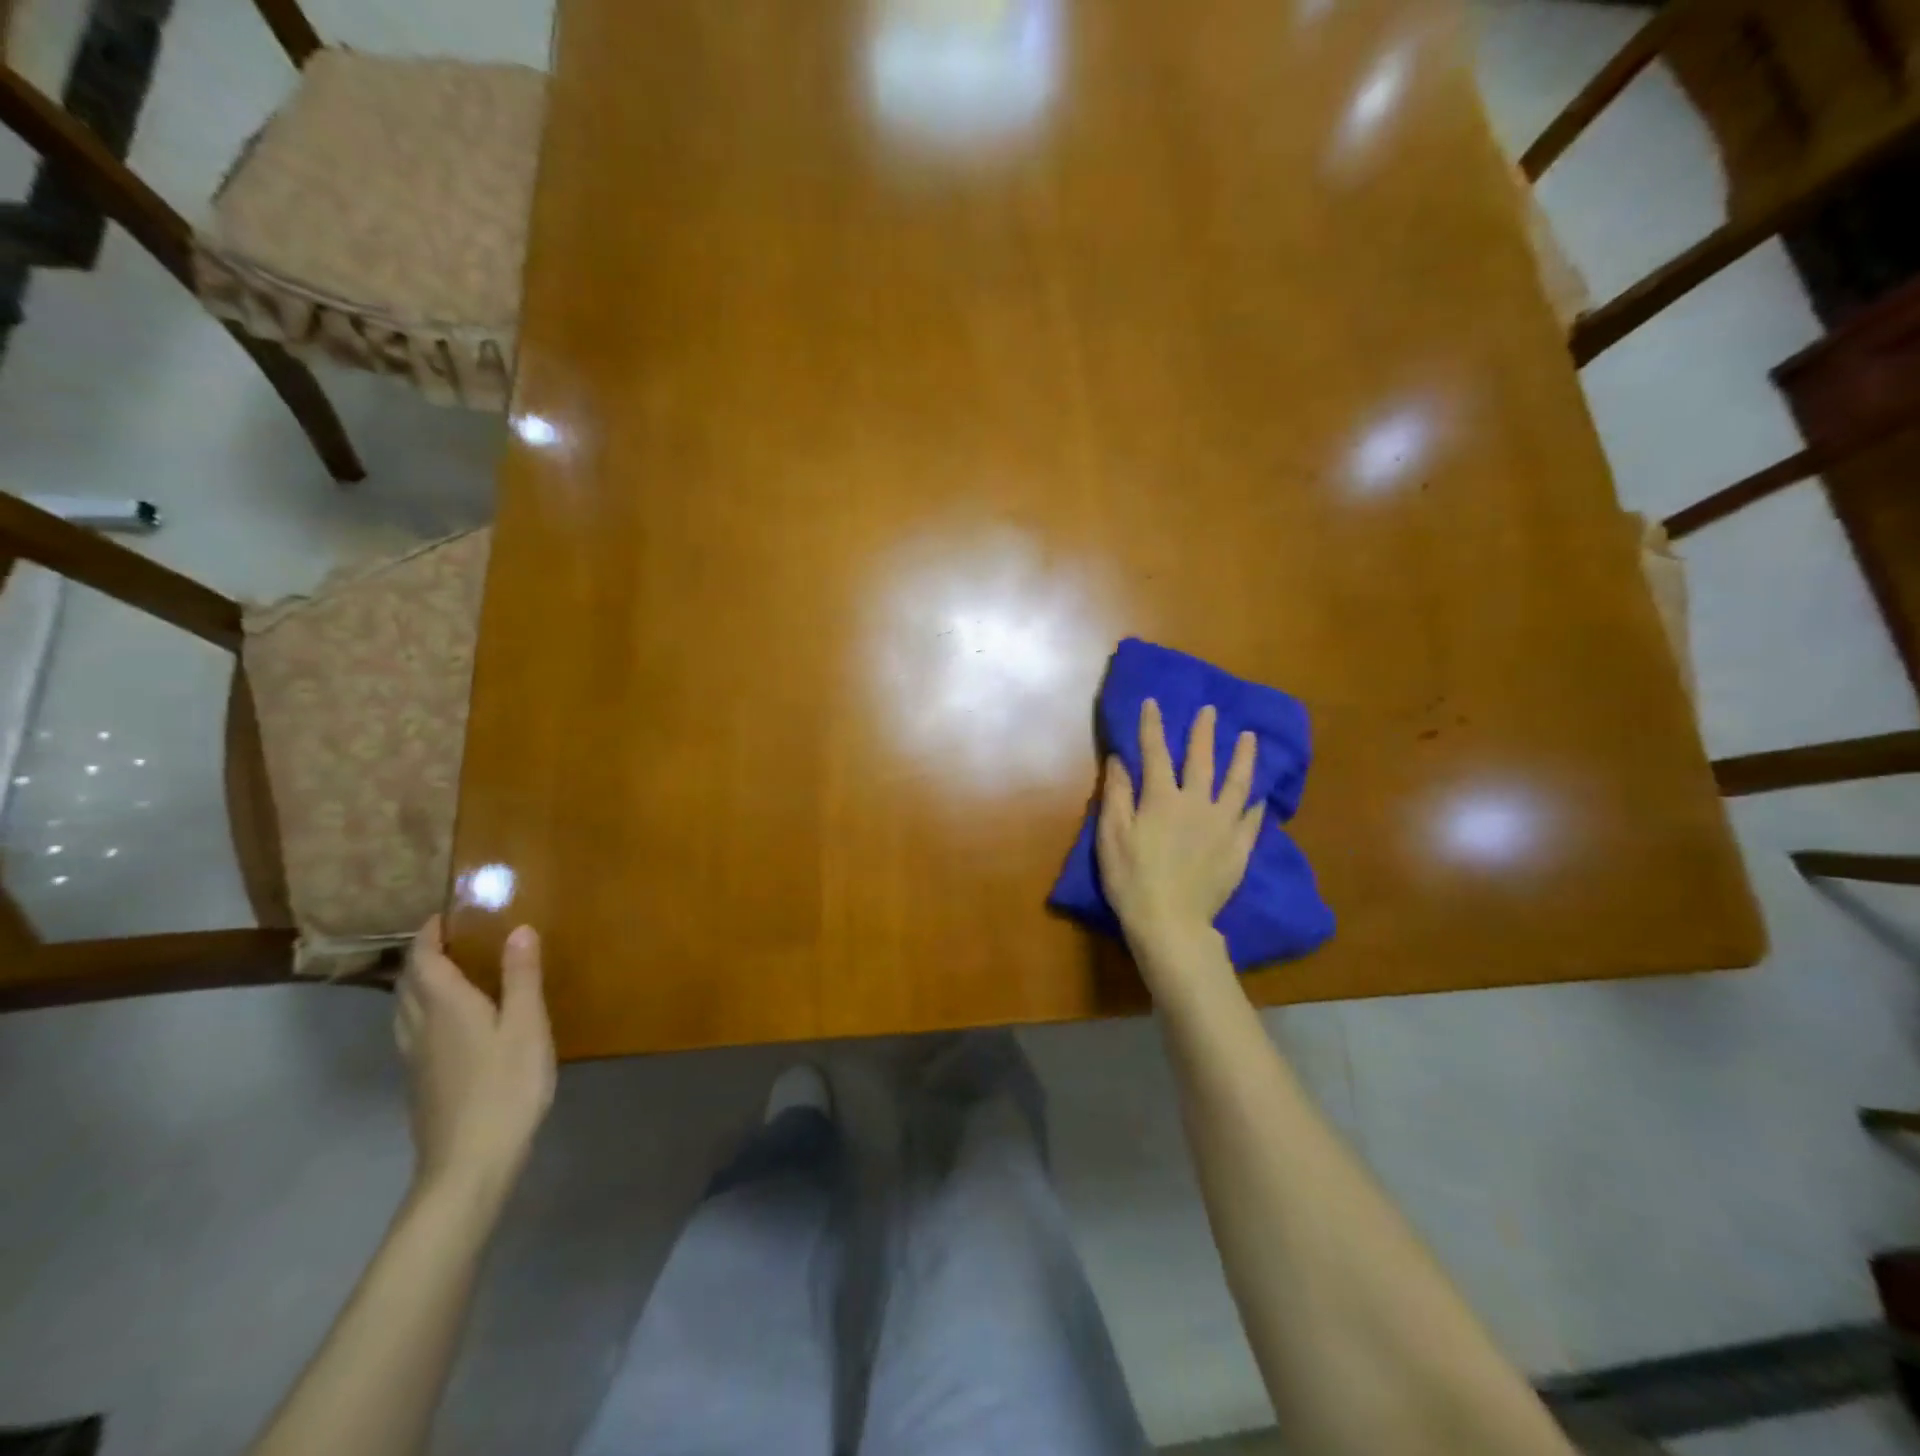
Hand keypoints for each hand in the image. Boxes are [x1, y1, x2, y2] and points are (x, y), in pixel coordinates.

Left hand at [395, 917, 555, 1199]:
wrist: (469, 1163)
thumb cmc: (505, 1086)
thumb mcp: (527, 1026)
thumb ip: (522, 977)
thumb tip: (519, 929)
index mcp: (445, 1006)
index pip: (423, 960)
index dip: (429, 934)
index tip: (445, 914)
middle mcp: (420, 1027)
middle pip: (407, 983)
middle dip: (423, 956)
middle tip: (453, 939)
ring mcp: (415, 1058)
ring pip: (404, 1009)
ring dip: (418, 984)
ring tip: (449, 974)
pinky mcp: (421, 1082)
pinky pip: (412, 1031)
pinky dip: (424, 1011)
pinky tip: (449, 1024)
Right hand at [1097, 699, 1260, 963]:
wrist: (1170, 922)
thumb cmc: (1131, 878)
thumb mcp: (1111, 835)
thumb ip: (1116, 794)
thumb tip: (1120, 758)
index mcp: (1161, 798)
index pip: (1155, 752)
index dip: (1152, 725)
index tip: (1153, 702)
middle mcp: (1196, 803)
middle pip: (1202, 760)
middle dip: (1204, 732)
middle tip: (1211, 710)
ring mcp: (1223, 825)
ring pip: (1237, 783)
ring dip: (1243, 757)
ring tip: (1250, 738)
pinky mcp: (1239, 848)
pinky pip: (1252, 818)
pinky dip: (1256, 802)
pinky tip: (1261, 793)